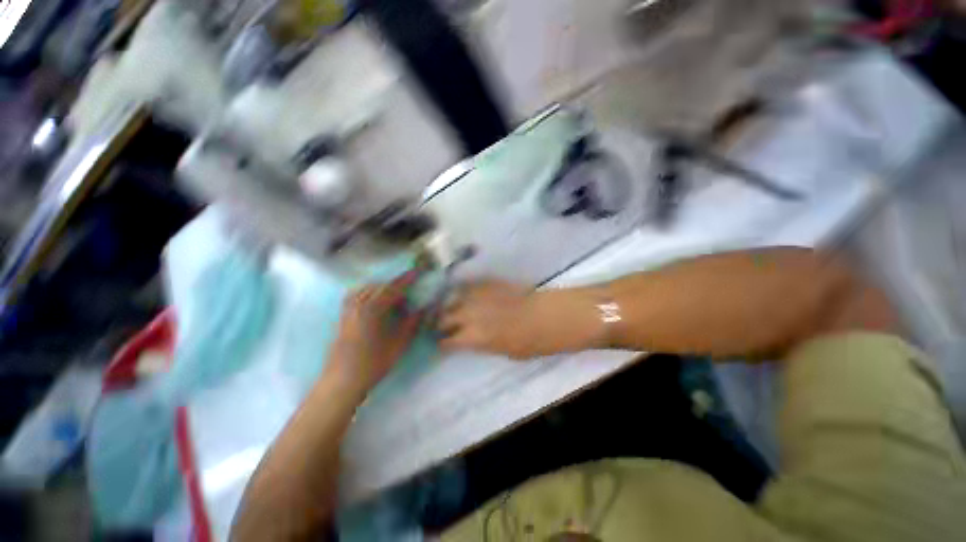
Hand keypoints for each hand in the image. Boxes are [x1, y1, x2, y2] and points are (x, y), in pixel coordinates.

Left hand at [327, 272, 422, 393]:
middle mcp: (358, 305)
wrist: (342, 382)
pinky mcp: (343, 317)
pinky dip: (368, 294)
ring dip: (381, 290)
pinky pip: (356, 296)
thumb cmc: (372, 364)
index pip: (392, 288)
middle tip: (407, 297)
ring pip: (366, 290)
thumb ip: (411, 324)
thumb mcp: (398, 344)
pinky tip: (374, 304)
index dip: (406, 280)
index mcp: (372, 309)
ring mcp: (348, 310)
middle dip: (395, 287)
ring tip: (392, 300)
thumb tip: (422, 310)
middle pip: (379, 286)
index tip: (417, 272)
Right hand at [438, 280, 603, 359]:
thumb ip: (483, 344)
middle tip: (440, 326)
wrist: (551, 315)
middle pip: (444, 317)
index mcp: (474, 337)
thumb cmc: (533, 341)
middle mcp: (470, 314)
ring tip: (447, 308)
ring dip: (447, 305)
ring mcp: (478, 295)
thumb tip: (472, 340)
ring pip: (452, 298)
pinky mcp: (489, 283)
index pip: (447, 341)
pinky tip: (461, 293)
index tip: (440, 344)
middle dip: (439, 324)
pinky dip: (462, 291)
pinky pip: (468, 285)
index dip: (442, 344)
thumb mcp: (505, 352)